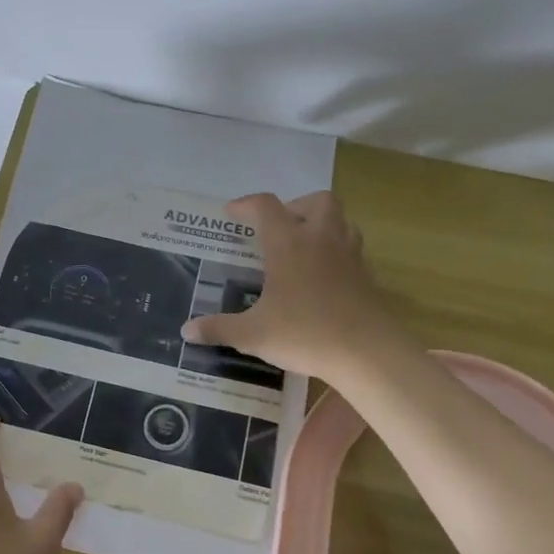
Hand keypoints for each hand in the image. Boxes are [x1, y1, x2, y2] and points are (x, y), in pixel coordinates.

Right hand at [180, 191, 389, 380]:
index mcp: (289, 243)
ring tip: (303, 247)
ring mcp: (349, 255)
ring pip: (341, 220)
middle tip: (278, 229)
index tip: (231, 214)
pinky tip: (322, 278)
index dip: (246, 205)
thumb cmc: (305, 334)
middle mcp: (321, 239)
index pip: (265, 206)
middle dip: (295, 206)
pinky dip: (336, 252)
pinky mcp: (366, 276)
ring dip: (321, 224)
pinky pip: (351, 249)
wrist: (367, 352)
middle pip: (316, 200)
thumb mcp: (253, 334)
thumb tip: (186, 331)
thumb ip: (219, 329)